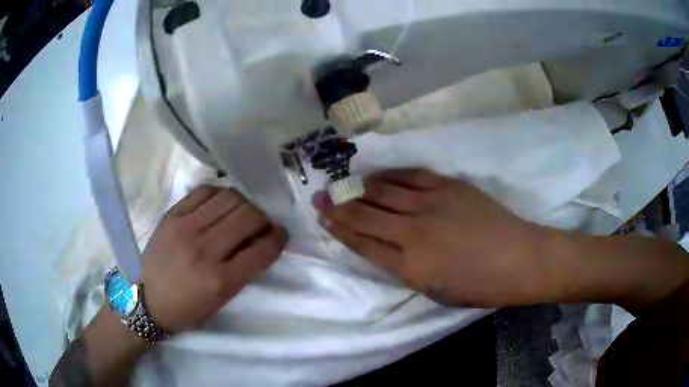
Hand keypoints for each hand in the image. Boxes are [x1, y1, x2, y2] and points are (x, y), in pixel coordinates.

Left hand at [142, 186, 286, 331]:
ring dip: (244, 205)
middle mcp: (204, 251)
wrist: (147, 301)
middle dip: (263, 219)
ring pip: (229, 198)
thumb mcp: (221, 302)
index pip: (262, 250)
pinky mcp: (171, 215)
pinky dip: (219, 195)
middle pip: (248, 217)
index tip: (280, 234)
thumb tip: (259, 241)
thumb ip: (243, 272)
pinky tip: (219, 206)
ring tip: (240, 215)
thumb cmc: (186, 310)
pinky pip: (204, 192)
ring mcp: (185, 228)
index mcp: (220, 281)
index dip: (279, 238)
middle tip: (260, 226)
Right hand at [314, 169, 548, 306]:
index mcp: (409, 266)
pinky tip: (379, 174)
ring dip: (360, 187)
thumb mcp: (435, 291)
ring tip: (345, 184)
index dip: (339, 229)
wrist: (519, 259)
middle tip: (320, 195)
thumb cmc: (480, 286)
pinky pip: (411, 176)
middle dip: (338, 205)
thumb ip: (406, 268)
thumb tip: (386, 246)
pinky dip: (391, 175)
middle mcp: (414, 232)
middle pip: (365, 214)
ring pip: (384, 191)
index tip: (322, 217)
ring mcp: (432, 204)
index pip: (362, 242)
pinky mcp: (449, 186)